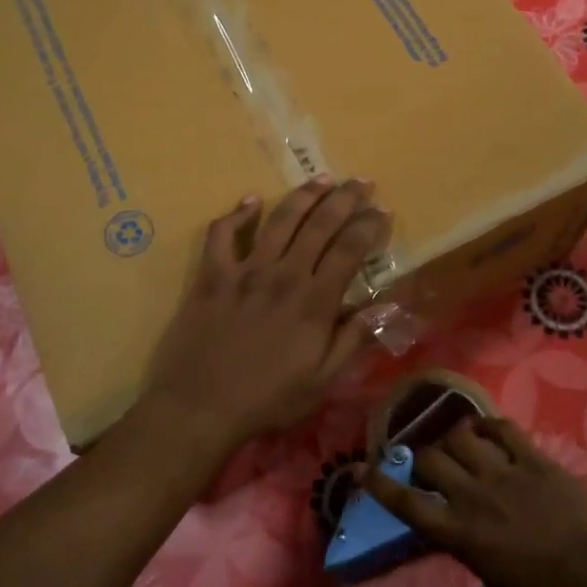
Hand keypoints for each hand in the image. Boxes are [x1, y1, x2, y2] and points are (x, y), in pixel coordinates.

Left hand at [139, 178, 390, 458]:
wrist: (200, 408)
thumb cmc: (267, 400)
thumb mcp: (323, 381)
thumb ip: (354, 339)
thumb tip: (387, 305)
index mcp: (314, 301)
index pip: (349, 250)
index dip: (368, 226)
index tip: (382, 211)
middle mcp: (284, 275)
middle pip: (320, 224)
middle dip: (345, 198)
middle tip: (361, 181)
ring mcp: (245, 271)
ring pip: (280, 220)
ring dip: (303, 195)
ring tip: (321, 179)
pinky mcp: (212, 275)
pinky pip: (222, 233)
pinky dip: (237, 214)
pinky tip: (251, 201)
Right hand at [360, 416, 586, 586]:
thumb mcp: (496, 584)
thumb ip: (471, 551)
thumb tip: (461, 531)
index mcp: (460, 535)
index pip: (407, 504)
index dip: (379, 485)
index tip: (359, 469)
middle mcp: (473, 497)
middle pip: (430, 459)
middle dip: (422, 456)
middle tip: (428, 458)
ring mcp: (503, 472)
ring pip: (461, 435)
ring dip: (453, 436)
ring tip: (458, 439)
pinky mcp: (533, 458)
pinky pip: (503, 428)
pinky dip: (490, 424)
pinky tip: (487, 428)